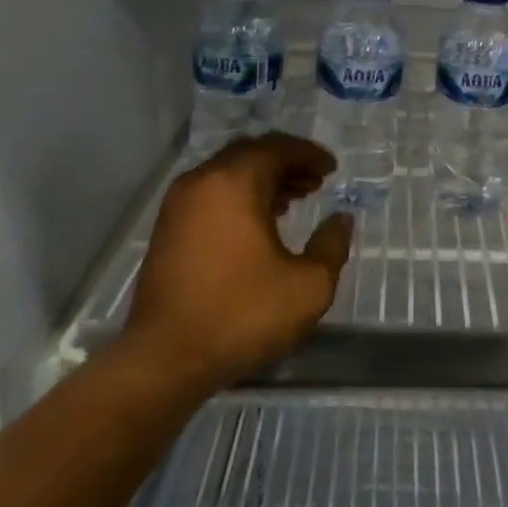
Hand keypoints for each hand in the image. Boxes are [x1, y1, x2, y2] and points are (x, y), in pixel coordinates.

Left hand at [116, 133, 353, 393]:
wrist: (166, 358)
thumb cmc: (243, 314)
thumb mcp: (309, 285)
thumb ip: (332, 245)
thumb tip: (340, 219)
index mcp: (234, 183)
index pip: (277, 148)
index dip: (309, 154)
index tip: (332, 169)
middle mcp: (202, 182)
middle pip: (249, 153)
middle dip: (285, 162)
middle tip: (315, 181)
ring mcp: (178, 205)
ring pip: (227, 173)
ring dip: (262, 179)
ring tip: (293, 200)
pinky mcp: (167, 229)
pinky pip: (210, 194)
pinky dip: (239, 196)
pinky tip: (259, 223)